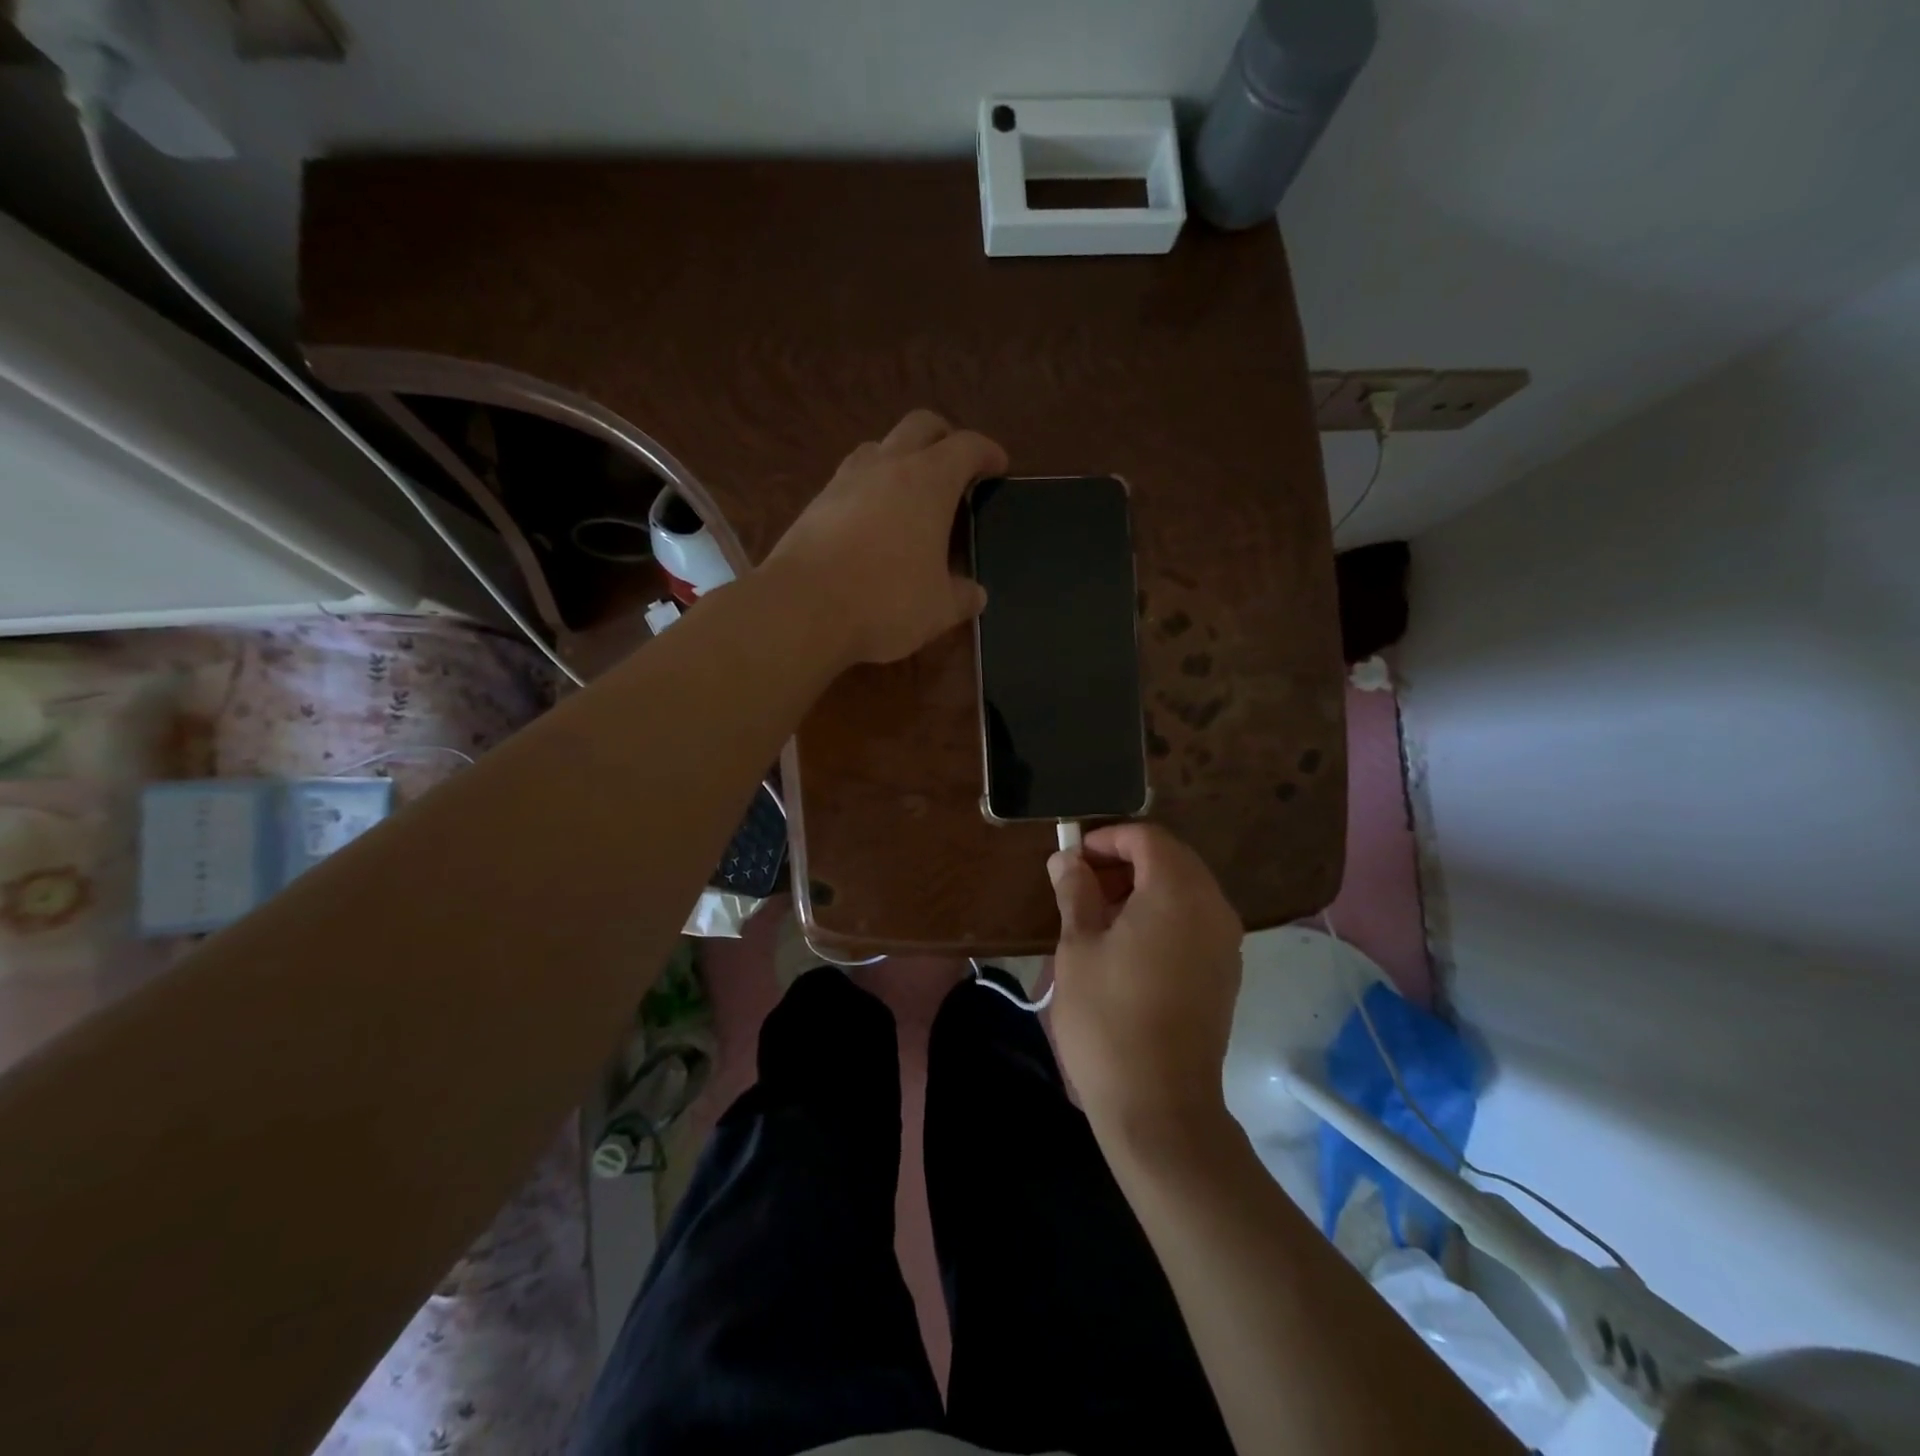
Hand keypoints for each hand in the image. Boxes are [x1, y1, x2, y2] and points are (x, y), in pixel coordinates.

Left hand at [763, 410, 1007, 665]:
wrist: (802, 609)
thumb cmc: (885, 602)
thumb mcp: (938, 609)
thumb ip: (962, 596)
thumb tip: (974, 594)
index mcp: (928, 481)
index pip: (967, 446)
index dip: (987, 452)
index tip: (998, 466)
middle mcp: (887, 466)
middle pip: (920, 425)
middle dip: (943, 437)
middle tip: (955, 466)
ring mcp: (845, 480)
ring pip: (879, 447)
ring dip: (900, 459)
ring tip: (910, 493)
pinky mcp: (815, 503)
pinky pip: (850, 479)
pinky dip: (869, 488)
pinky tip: (871, 521)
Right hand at [1048, 823, 1243, 1139]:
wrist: (1159, 1105)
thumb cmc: (1109, 1018)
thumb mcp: (1078, 948)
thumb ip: (1075, 892)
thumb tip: (1067, 859)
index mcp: (1178, 892)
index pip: (1147, 838)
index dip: (1107, 838)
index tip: (1072, 859)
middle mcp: (1213, 907)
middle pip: (1170, 859)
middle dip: (1124, 861)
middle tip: (1080, 885)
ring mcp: (1225, 941)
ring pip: (1184, 889)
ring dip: (1142, 888)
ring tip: (1097, 915)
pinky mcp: (1225, 971)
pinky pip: (1194, 920)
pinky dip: (1161, 914)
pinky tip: (1127, 945)